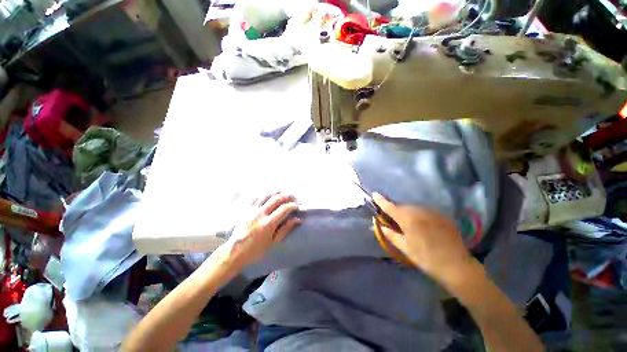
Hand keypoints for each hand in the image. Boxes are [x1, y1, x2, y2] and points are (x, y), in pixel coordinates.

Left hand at [218, 192, 300, 270]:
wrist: (235, 252)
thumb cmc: (256, 250)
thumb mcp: (273, 242)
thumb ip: (286, 229)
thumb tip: (297, 219)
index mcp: (268, 223)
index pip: (284, 209)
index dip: (293, 205)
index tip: (297, 206)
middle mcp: (260, 213)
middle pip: (276, 198)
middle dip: (287, 196)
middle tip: (293, 196)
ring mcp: (251, 210)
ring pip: (265, 195)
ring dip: (276, 191)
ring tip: (283, 191)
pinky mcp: (245, 209)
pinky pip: (254, 197)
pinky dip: (262, 194)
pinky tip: (266, 193)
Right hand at [373, 193, 474, 284]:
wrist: (456, 266)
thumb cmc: (426, 258)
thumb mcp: (404, 247)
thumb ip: (390, 234)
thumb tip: (378, 224)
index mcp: (407, 219)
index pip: (390, 206)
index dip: (381, 200)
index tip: (374, 194)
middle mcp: (419, 211)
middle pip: (402, 206)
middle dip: (395, 209)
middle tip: (392, 217)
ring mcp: (432, 212)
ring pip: (413, 207)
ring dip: (407, 211)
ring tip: (407, 221)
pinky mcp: (442, 215)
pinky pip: (425, 210)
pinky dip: (419, 214)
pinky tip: (422, 224)